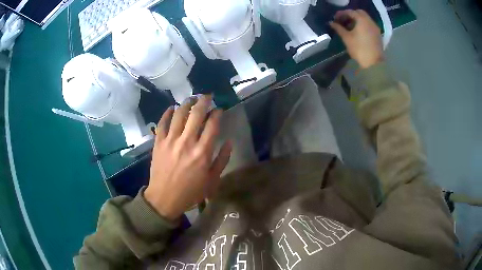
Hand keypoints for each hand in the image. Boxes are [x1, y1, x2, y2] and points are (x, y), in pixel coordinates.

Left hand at [144, 95, 231, 220]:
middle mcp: (187, 142)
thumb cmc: (191, 192)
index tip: (220, 109)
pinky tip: (172, 108)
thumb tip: (229, 141)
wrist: (164, 198)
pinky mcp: (158, 142)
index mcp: (202, 152)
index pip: (212, 125)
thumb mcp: (212, 180)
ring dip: (186, 103)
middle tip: (207, 96)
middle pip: (196, 114)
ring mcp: (170, 141)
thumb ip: (222, 160)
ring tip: (191, 99)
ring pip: (179, 114)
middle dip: (204, 101)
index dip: (217, 114)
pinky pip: (162, 123)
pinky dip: (167, 113)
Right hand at [330, 10, 383, 68]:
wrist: (373, 64)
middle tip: (343, 20)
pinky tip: (357, 31)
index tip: (335, 18)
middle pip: (359, 13)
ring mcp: (375, 28)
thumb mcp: (346, 38)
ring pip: (365, 19)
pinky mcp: (377, 34)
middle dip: (350, 15)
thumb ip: (338, 28)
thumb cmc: (359, 49)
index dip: (341, 14)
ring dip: (357, 20)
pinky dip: (362, 25)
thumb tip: (331, 23)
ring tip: (349, 26)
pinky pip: (369, 25)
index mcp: (362, 20)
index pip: (350, 12)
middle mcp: (370, 21)